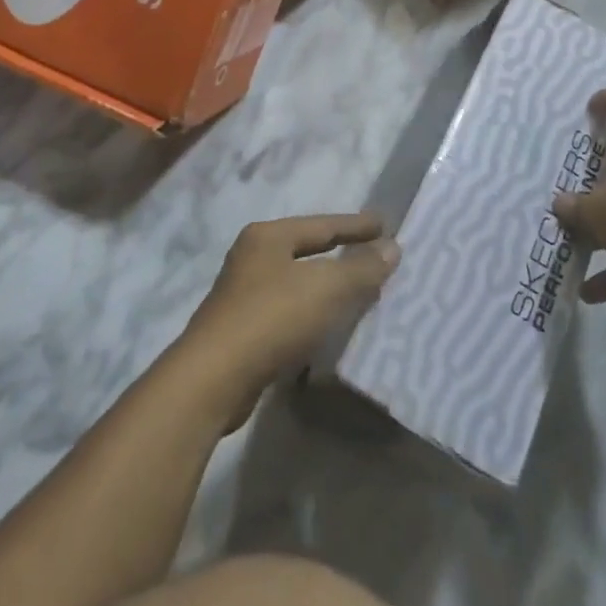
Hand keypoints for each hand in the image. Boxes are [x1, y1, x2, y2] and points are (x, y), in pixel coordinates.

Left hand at [178, 214, 399, 431]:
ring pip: (298, 283)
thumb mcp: (325, 288)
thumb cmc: (271, 318)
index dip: (356, 225)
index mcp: (268, 236)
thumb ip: (361, 267)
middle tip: (375, 256)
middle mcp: (252, 258)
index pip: (322, 225)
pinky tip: (330, 328)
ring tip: (360, 293)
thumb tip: (393, 247)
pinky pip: (289, 313)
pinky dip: (313, 314)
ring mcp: (243, 295)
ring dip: (327, 288)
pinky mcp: (242, 332)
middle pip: (307, 251)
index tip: (385, 224)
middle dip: (341, 254)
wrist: (213, 380)